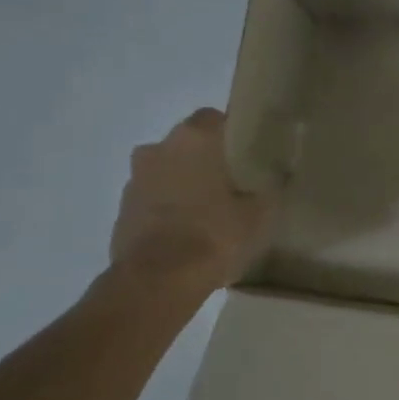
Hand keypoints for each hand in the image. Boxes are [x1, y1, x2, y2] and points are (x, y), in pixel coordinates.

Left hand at [110, 109, 276, 288]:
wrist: (157, 281)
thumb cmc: (214, 235)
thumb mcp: (259, 214)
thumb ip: (268, 189)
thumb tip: (275, 178)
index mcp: (194, 139)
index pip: (216, 118)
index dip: (233, 134)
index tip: (250, 154)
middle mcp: (159, 148)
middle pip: (189, 143)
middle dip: (207, 159)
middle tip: (232, 183)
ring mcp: (135, 179)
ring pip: (167, 170)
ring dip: (183, 183)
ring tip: (208, 211)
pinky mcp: (122, 209)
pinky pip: (152, 198)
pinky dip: (167, 207)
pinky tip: (186, 231)